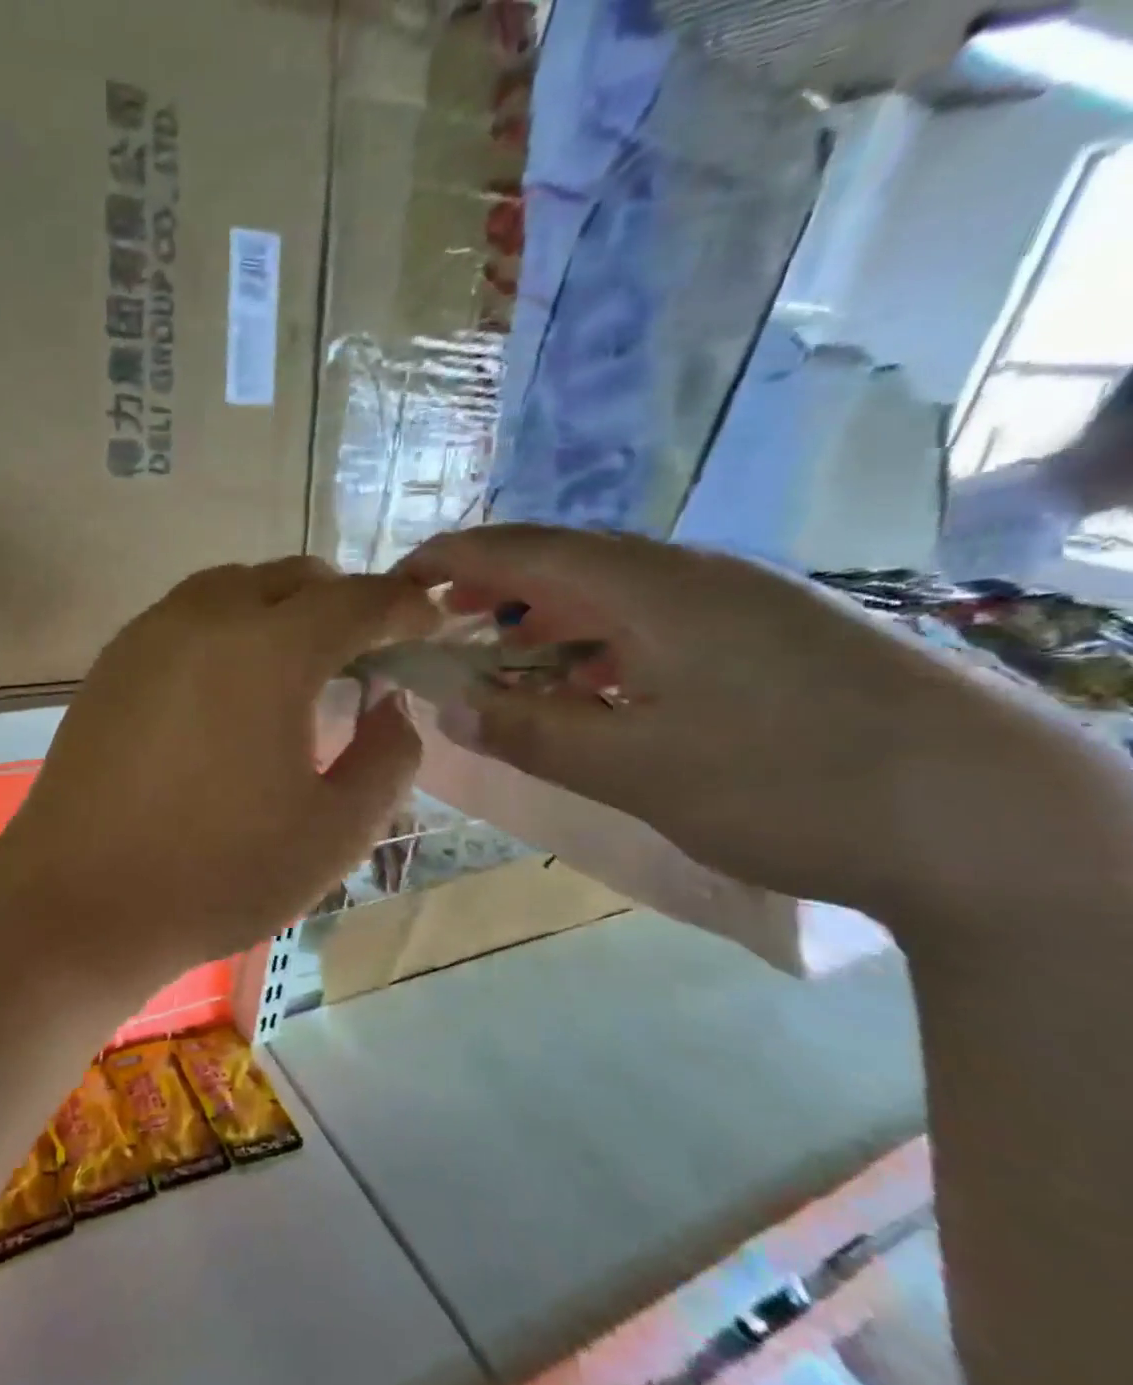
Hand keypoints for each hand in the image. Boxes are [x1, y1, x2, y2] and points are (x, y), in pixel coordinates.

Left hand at [0, 558, 438, 981]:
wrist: (78, 901)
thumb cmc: (216, 874)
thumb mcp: (335, 832)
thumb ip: (387, 757)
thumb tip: (389, 705)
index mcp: (270, 650)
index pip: (357, 600)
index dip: (404, 608)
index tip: (426, 629)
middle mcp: (206, 617)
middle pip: (293, 577)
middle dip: (342, 603)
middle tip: (363, 656)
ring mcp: (149, 633)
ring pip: (234, 585)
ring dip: (280, 609)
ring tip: (296, 668)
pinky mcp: (112, 660)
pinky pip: (187, 615)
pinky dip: (227, 626)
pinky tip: (228, 687)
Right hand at [398, 526, 1111, 926]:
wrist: (1000, 821)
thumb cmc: (790, 785)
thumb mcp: (636, 770)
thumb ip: (533, 733)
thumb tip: (450, 707)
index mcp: (654, 590)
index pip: (526, 550)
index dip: (452, 558)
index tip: (399, 579)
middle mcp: (695, 576)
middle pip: (568, 560)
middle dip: (493, 582)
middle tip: (440, 617)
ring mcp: (743, 603)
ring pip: (615, 590)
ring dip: (548, 613)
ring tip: (505, 649)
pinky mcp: (775, 635)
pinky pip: (658, 618)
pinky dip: (601, 641)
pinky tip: (598, 683)